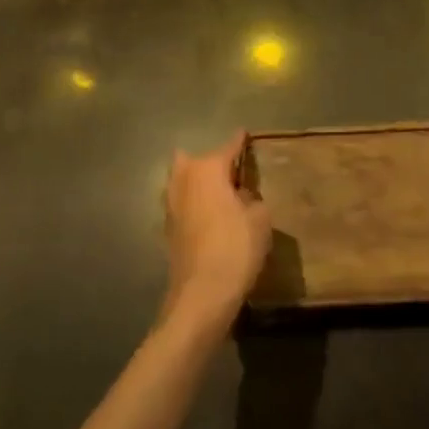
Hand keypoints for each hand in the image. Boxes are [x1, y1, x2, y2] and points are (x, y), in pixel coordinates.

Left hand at [161, 131, 271, 330]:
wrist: (201, 296)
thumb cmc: (235, 248)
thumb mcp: (260, 219)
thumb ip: (253, 199)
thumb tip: (242, 196)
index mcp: (207, 170)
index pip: (227, 147)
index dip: (239, 141)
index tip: (245, 133)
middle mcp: (184, 180)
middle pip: (193, 160)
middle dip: (209, 162)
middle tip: (231, 172)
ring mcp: (171, 206)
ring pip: (182, 182)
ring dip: (197, 183)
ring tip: (220, 193)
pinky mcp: (168, 230)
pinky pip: (182, 205)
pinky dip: (193, 205)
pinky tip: (209, 216)